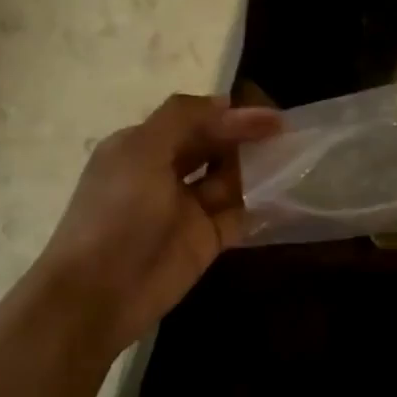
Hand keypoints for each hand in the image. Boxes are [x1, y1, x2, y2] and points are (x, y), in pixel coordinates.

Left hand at [23, 94, 281, 353]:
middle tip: (289, 134)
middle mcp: (165, 172)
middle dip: (247, 138)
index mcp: (144, 146)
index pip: (195, 119)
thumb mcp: (143, 151)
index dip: (232, 114)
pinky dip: (263, 207)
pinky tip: (291, 196)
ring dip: (259, 169)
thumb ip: (185, 118)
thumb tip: (229, 103)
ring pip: (231, 180)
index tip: (271, 114)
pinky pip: (240, 216)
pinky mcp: (205, 241)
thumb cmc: (118, 213)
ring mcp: (187, 209)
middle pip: (215, 146)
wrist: (99, 293)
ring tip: (296, 160)